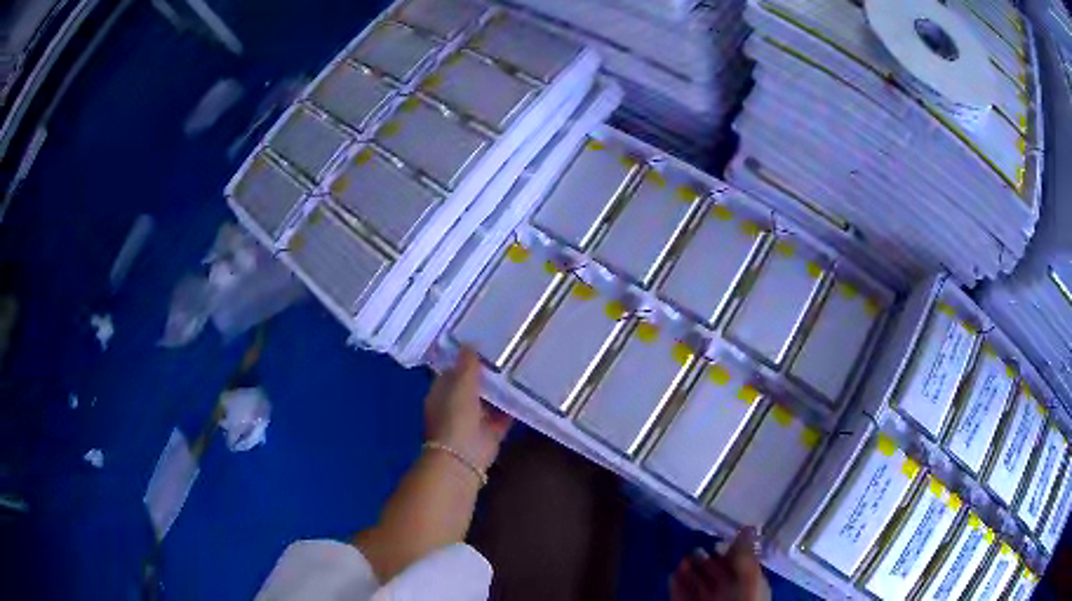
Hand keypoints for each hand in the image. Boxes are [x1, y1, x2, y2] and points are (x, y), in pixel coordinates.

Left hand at [425, 348, 511, 472]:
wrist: (463, 458)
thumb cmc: (455, 418)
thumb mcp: (460, 386)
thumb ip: (466, 366)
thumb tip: (469, 344)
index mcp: (441, 393)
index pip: (452, 370)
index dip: (465, 358)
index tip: (484, 343)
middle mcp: (455, 405)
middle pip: (472, 385)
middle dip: (486, 373)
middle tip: (508, 352)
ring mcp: (473, 420)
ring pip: (489, 400)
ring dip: (500, 390)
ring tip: (520, 368)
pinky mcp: (491, 432)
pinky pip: (503, 416)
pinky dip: (512, 407)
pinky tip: (526, 392)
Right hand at [670, 528, 769, 600]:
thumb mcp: (748, 579)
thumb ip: (746, 555)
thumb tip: (749, 526)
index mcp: (749, 585)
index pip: (739, 565)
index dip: (729, 551)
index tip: (718, 537)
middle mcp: (728, 594)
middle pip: (716, 574)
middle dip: (705, 560)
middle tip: (694, 547)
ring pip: (697, 584)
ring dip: (688, 570)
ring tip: (682, 558)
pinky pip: (680, 595)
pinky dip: (676, 584)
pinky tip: (672, 573)